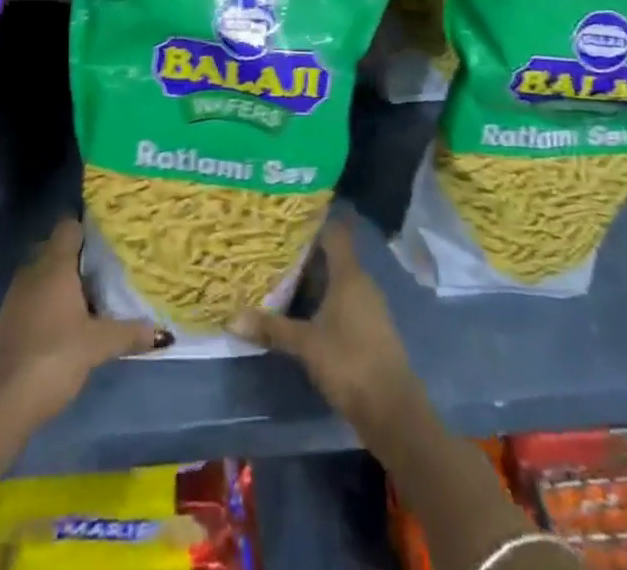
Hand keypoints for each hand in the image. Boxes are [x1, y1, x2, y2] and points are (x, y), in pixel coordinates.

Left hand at [0, 217, 160, 430]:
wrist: (0, 405)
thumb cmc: (52, 357)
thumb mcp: (97, 345)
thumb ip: (129, 333)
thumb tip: (162, 332)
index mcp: (53, 265)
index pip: (70, 226)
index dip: (90, 227)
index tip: (114, 236)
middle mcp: (33, 271)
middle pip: (60, 249)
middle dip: (84, 257)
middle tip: (114, 266)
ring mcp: (19, 296)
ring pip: (48, 274)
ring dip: (70, 282)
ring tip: (100, 294)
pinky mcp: (12, 320)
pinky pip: (39, 296)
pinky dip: (56, 301)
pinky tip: (76, 321)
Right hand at [231, 215, 425, 435]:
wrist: (394, 411)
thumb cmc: (350, 363)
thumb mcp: (306, 345)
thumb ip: (272, 329)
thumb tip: (232, 318)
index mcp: (349, 275)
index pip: (334, 232)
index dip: (313, 221)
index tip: (287, 215)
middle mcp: (361, 283)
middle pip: (333, 256)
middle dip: (304, 252)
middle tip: (272, 247)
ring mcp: (368, 306)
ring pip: (337, 280)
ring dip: (313, 278)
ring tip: (280, 275)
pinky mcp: (369, 328)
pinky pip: (343, 301)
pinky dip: (323, 299)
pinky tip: (302, 309)